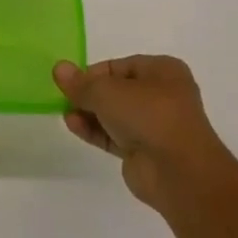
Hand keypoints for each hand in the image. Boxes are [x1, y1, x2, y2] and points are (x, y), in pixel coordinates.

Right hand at [53, 55, 231, 209]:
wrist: (179, 172)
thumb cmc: (149, 115)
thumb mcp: (107, 91)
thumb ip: (81, 83)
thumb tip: (58, 68)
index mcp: (163, 71)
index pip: (119, 66)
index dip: (93, 72)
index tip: (70, 81)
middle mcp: (162, 95)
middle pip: (117, 90)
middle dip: (90, 94)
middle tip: (64, 97)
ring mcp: (155, 126)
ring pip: (115, 114)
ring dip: (89, 113)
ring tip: (65, 113)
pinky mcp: (145, 152)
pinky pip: (115, 136)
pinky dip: (95, 130)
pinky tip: (73, 126)